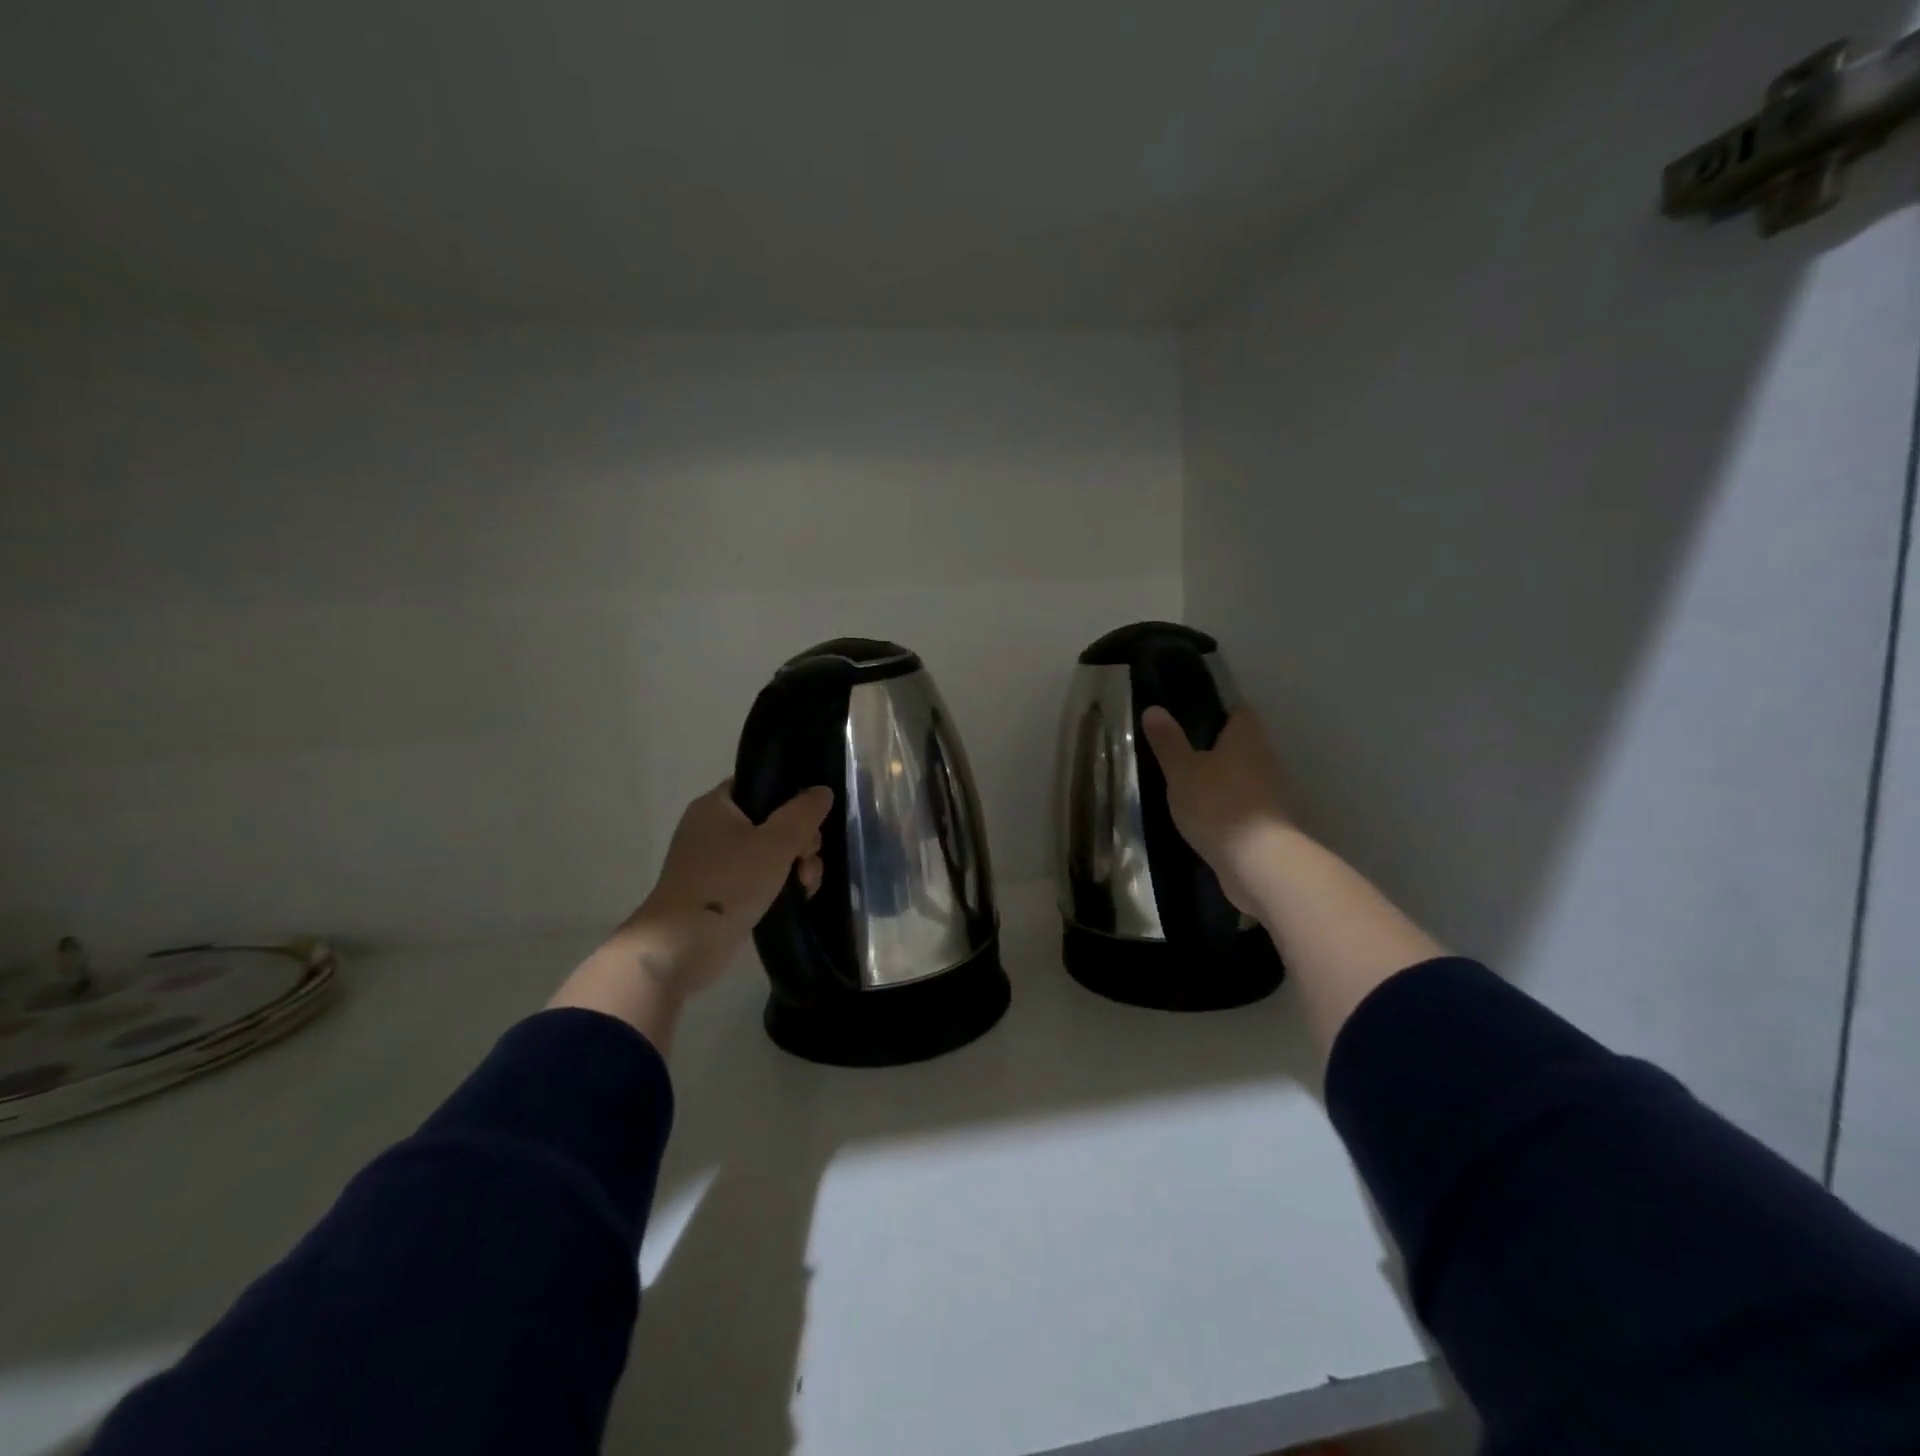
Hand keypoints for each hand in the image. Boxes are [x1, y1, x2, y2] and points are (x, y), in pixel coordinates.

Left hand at [618, 780, 832, 995]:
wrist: (683, 944)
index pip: (759, 785)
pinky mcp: (721, 893)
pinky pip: (758, 877)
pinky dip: (779, 885)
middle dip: (800, 841)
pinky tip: (798, 898)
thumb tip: (822, 790)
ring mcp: (715, 863)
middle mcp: (711, 829)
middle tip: (807, 859)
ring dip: (796, 865)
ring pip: (770, 852)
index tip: (809, 820)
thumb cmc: (729, 882)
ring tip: (806, 886)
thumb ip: (804, 813)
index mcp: (716, 805)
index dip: (790, 798)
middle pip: (771, 821)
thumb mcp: (776, 842)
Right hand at [1139, 707, 1291, 915]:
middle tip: (1184, 758)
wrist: (1258, 862)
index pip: (1240, 714)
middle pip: (1244, 746)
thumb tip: (1153, 709)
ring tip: (1191, 790)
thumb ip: (1168, 742)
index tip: (1194, 724)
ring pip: (1245, 778)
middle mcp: (1265, 760)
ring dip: (1224, 783)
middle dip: (1219, 751)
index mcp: (1246, 739)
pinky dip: (1229, 809)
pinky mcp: (1270, 825)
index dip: (1220, 716)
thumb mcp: (1181, 771)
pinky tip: (1206, 819)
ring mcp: (1272, 794)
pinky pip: (1246, 807)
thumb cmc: (1217, 804)